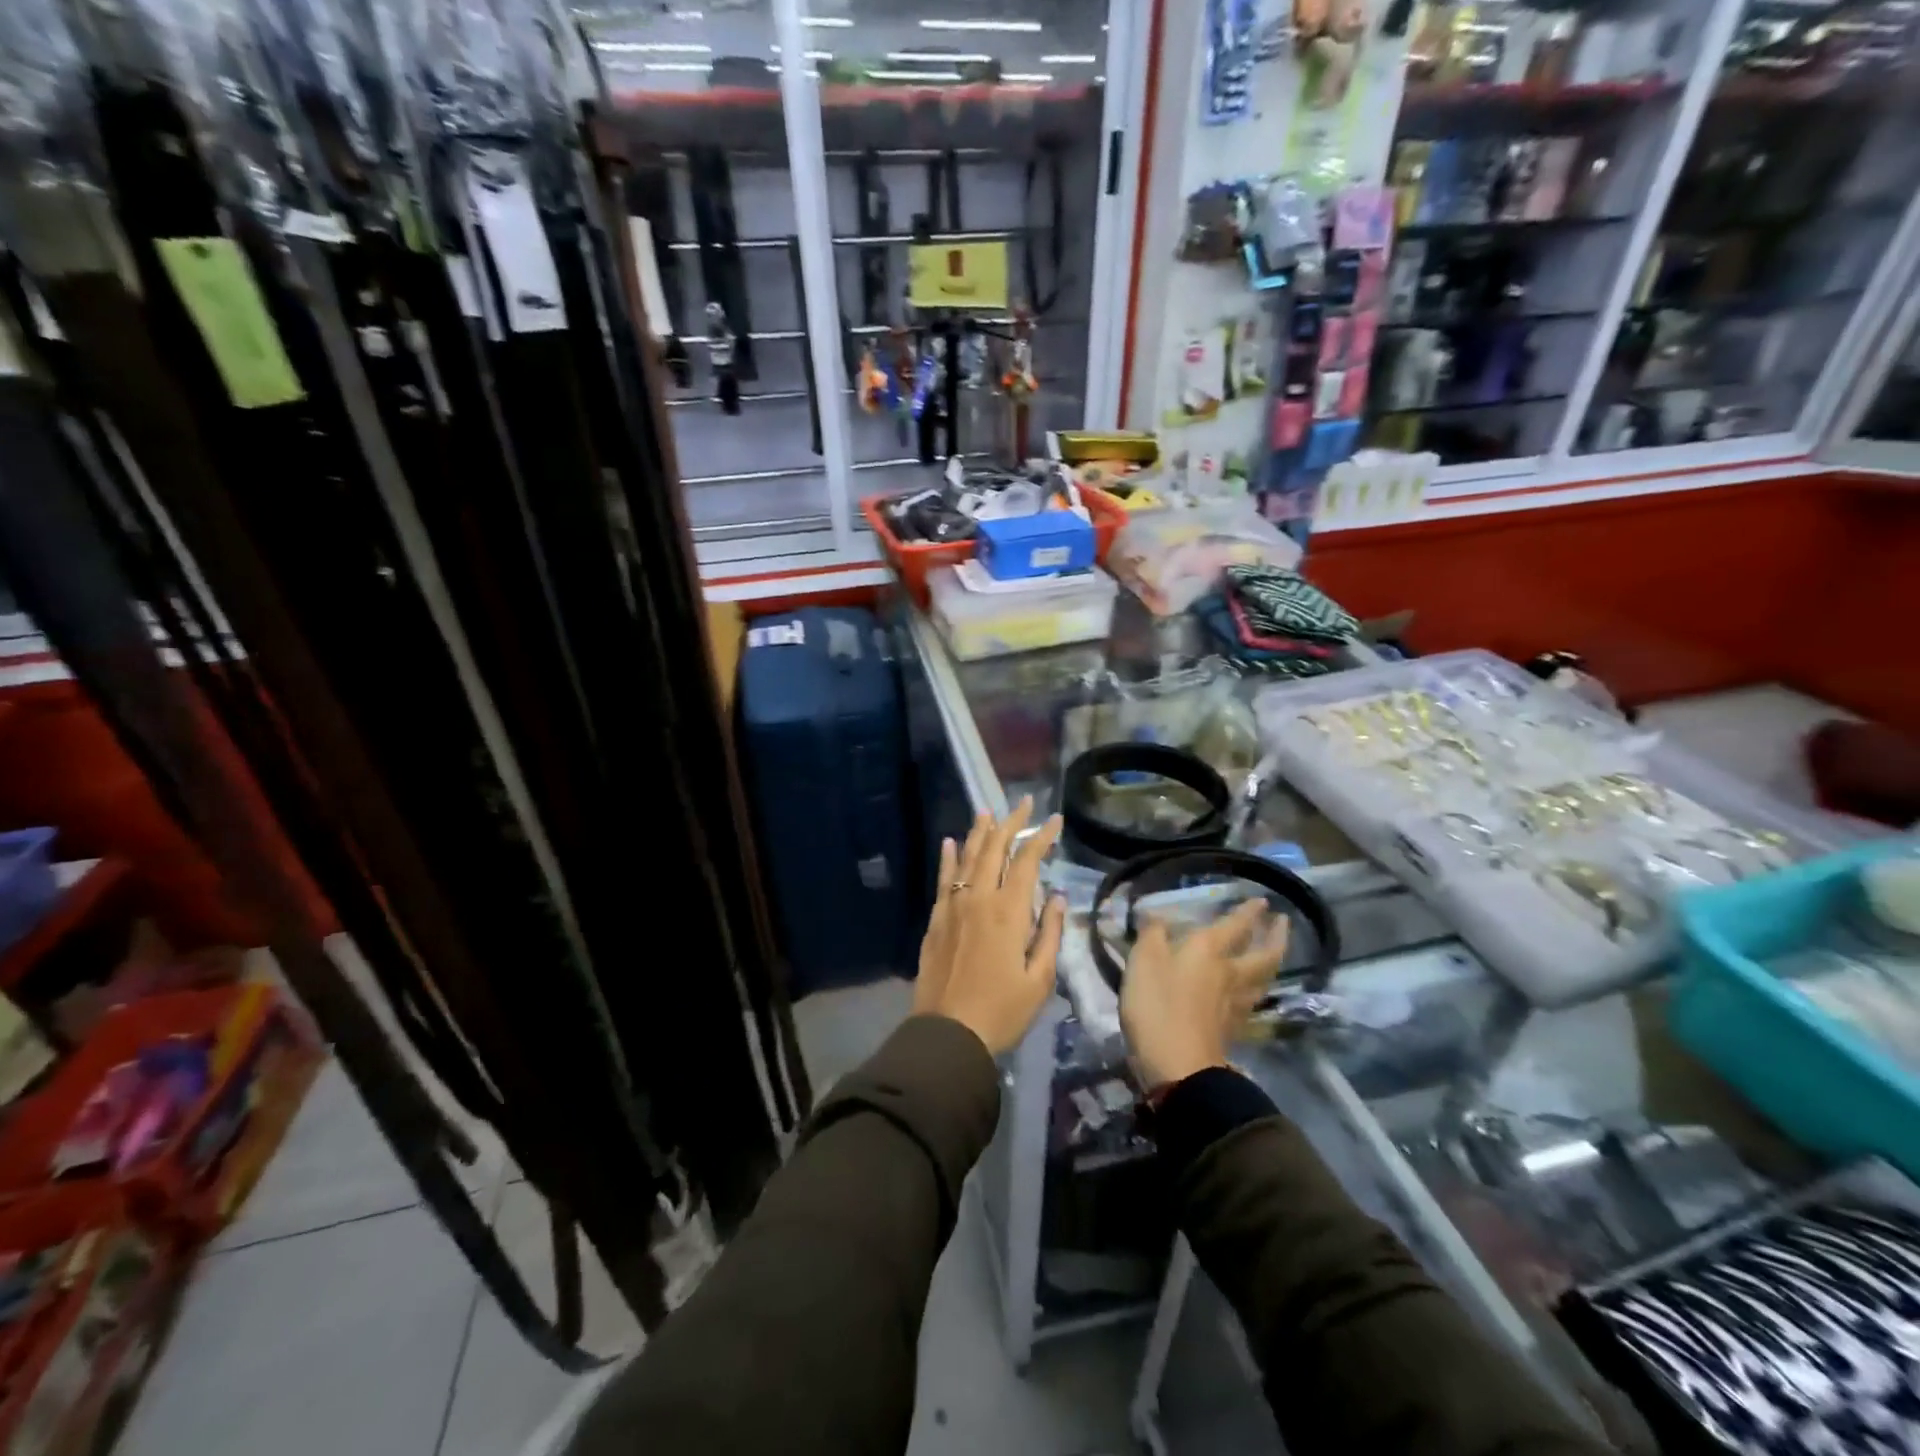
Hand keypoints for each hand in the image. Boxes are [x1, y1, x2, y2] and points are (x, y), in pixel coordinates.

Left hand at [914, 798, 1066, 1055]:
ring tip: (987, 811)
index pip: (1027, 861)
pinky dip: (947, 858)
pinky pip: (942, 879)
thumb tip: (1055, 896)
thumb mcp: (1040, 979)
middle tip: (1023, 803)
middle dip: (1010, 823)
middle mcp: (979, 898)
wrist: (948, 1033)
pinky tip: (948, 842)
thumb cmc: (1002, 1011)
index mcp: (1009, 911)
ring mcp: (953, 906)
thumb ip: (1049, 934)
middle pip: (994, 849)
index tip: (1054, 819)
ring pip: (966, 858)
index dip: (1041, 837)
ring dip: (979, 832)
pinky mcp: (935, 919)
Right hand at [1119, 899, 1289, 1089]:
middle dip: (1274, 937)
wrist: (1179, 1068)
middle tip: (1283, 923)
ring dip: (1271, 963)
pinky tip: (1251, 992)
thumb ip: (1151, 934)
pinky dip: (1256, 991)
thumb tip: (1157, 915)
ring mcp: (1234, 1005)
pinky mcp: (1231, 1031)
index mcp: (1208, 951)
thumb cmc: (1158, 1006)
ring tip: (1273, 954)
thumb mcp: (1143, 961)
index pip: (1235, 926)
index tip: (1263, 901)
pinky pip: (1251, 1002)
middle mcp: (1229, 974)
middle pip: (1262, 954)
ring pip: (1262, 979)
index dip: (1248, 912)